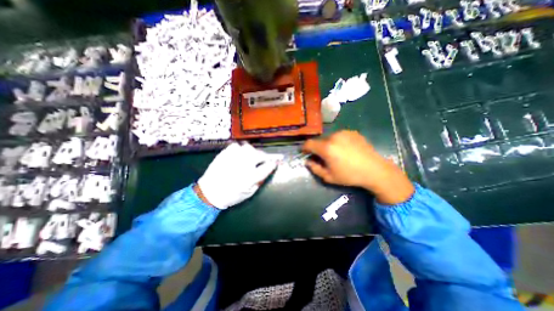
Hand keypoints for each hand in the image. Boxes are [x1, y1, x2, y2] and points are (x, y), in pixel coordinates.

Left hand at [197, 142, 282, 208]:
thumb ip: (261, 179)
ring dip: (253, 152)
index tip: (279, 159)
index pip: (268, 166)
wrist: (209, 193)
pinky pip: (236, 146)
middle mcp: (242, 165)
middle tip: (268, 158)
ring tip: (252, 157)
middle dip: (266, 156)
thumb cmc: (232, 195)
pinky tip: (240, 155)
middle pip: (259, 154)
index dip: (275, 161)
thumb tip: (269, 168)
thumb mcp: (250, 192)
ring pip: (248, 148)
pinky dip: (240, 149)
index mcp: (250, 177)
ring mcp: (232, 158)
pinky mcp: (224, 154)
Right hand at [302, 130, 415, 204]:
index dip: (304, 148)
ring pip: (329, 138)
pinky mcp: (352, 132)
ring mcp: (344, 133)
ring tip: (336, 154)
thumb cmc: (349, 175)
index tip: (305, 153)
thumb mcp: (329, 177)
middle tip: (323, 157)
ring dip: (328, 145)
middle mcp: (333, 136)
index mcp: (326, 148)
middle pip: (319, 141)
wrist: (374, 170)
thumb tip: (307, 161)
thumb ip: (315, 168)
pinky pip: (339, 136)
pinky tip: (346, 150)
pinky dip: (338, 142)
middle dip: (318, 148)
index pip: (309, 143)